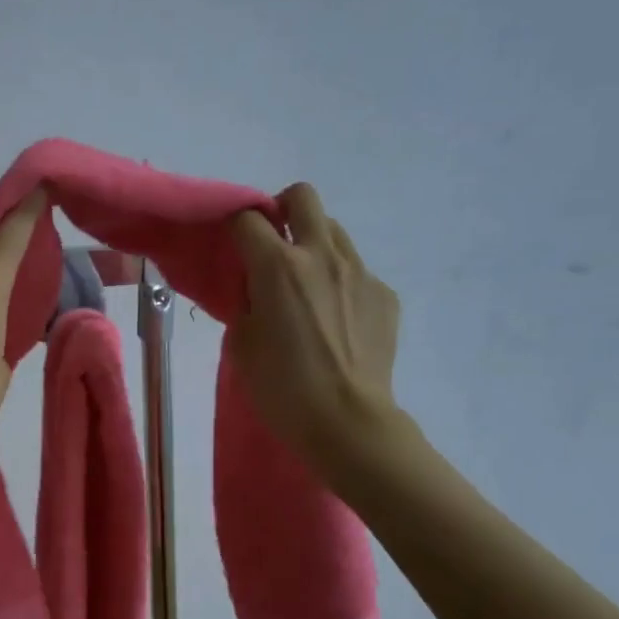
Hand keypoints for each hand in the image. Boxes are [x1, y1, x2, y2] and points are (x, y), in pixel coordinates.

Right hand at [226, 184, 405, 490]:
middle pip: (303, 197)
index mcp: (277, 267)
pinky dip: (340, 283)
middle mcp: (321, 256)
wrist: (347, 422)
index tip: (233, 248)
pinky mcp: (384, 295)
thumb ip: (245, 303)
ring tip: (306, 285)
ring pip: (334, 231)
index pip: (248, 219)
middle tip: (273, 242)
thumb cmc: (281, 387)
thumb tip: (256, 288)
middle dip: (282, 208)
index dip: (236, 227)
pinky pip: (357, 272)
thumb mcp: (242, 343)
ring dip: (313, 244)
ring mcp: (360, 273)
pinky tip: (336, 320)